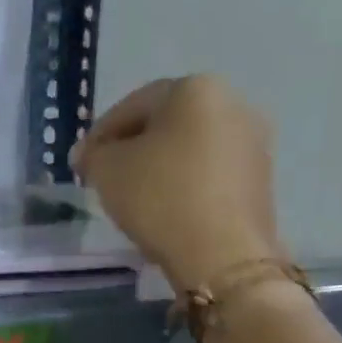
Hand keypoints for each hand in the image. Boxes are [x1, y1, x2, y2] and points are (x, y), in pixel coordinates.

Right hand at [73, 74, 285, 293]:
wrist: (222, 253)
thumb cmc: (159, 197)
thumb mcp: (107, 171)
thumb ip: (93, 155)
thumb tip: (90, 154)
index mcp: (195, 89)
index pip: (133, 105)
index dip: (100, 134)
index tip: (81, 162)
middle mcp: (233, 103)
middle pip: (166, 123)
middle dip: (133, 147)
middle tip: (105, 176)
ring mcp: (253, 142)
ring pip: (189, 148)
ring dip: (159, 166)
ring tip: (133, 196)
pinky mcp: (260, 178)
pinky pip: (208, 172)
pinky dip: (183, 183)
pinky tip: (164, 209)